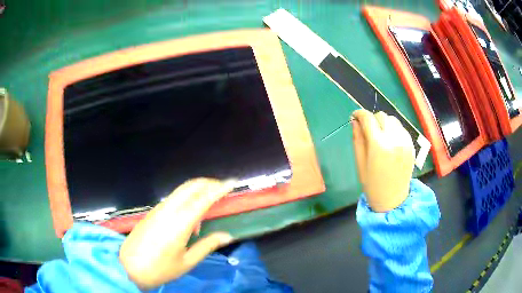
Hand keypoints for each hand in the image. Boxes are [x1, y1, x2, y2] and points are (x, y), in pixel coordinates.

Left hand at [119, 178, 234, 288]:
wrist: (129, 267)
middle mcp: (168, 210)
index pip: (203, 198)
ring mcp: (158, 209)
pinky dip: (187, 200)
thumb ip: (208, 245)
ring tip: (210, 206)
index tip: (233, 182)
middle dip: (208, 183)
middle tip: (223, 189)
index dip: (219, 188)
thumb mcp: (187, 261)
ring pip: (181, 191)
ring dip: (197, 191)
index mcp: (179, 223)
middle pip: (190, 186)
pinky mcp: (153, 212)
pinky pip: (173, 199)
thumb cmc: (160, 268)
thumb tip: (227, 236)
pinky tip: (191, 219)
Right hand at [352, 110, 413, 211]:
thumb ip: (357, 139)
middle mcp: (394, 139)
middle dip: (373, 119)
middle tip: (367, 130)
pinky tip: (390, 141)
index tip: (355, 116)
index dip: (360, 114)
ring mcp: (405, 142)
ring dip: (384, 123)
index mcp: (378, 145)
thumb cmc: (372, 184)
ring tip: (380, 135)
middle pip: (382, 116)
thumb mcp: (360, 162)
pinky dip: (394, 130)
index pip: (368, 118)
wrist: (392, 199)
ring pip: (393, 120)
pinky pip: (401, 129)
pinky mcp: (411, 145)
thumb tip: (355, 121)